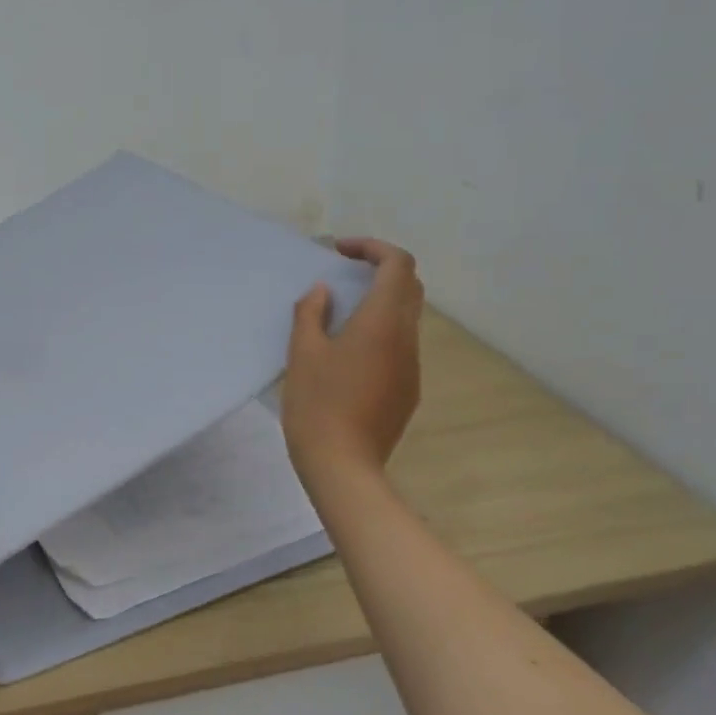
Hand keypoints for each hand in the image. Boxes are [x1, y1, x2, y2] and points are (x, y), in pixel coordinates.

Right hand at [282, 238, 423, 486]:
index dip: (373, 248)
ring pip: (406, 317)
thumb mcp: (303, 353)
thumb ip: (312, 312)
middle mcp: (406, 339)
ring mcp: (411, 367)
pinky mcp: (408, 390)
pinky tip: (350, 353)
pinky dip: (381, 331)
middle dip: (380, 270)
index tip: (340, 252)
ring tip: (342, 314)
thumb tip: (325, 291)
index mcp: (382, 322)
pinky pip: (400, 346)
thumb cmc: (317, 404)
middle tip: (345, 275)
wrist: (343, 466)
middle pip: (409, 287)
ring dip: (380, 302)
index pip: (398, 265)